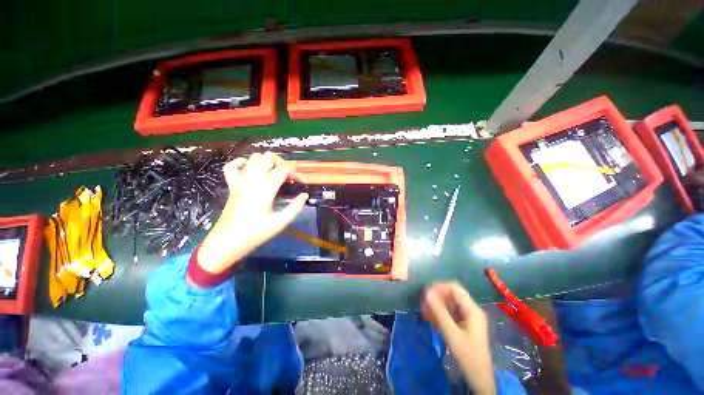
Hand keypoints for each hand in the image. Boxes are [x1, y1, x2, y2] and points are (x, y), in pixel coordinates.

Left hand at [192, 152, 307, 277]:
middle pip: (267, 159)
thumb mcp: (280, 222)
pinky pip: (231, 167)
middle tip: (288, 174)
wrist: (227, 241)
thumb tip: (304, 195)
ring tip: (273, 170)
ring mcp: (240, 182)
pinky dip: (241, 162)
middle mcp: (252, 181)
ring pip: (252, 159)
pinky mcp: (232, 186)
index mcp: (266, 189)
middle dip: (280, 162)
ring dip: (265, 161)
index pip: (282, 170)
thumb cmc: (255, 233)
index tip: (300, 177)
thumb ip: (295, 207)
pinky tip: (249, 166)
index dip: (293, 170)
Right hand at [422, 282, 496, 394]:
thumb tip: (426, 293)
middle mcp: (472, 309)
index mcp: (472, 309)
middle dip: (437, 296)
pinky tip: (433, 318)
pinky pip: (452, 311)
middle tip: (424, 302)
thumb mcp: (451, 333)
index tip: (426, 292)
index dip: (439, 287)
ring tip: (426, 310)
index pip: (454, 288)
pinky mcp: (467, 323)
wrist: (480, 377)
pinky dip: (442, 312)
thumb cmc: (467, 355)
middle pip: (452, 294)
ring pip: (451, 302)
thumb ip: (439, 311)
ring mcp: (470, 316)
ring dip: (438, 304)